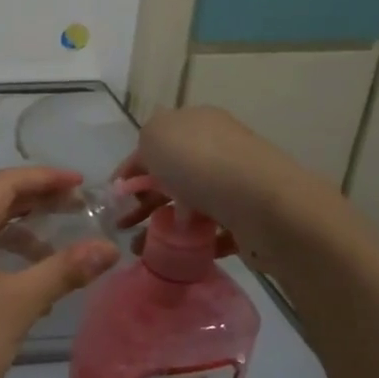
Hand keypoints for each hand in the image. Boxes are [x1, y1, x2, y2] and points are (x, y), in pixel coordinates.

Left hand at [0, 167, 119, 377]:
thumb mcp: (19, 304)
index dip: (47, 178)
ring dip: (18, 232)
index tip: (83, 185)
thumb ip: (64, 270)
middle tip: (77, 209)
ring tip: (56, 247)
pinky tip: (24, 282)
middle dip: (35, 202)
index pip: (6, 182)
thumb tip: (109, 248)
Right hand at [114, 107, 347, 259]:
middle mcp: (218, 149)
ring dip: (162, 224)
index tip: (114, 196)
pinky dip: (191, 242)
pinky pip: (211, 230)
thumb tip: (151, 160)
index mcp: (197, 123)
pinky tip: (174, 254)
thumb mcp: (156, 135)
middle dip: (144, 199)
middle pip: (171, 174)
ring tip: (141, 247)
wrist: (264, 206)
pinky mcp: (247, 219)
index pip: (155, 144)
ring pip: (189, 204)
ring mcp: (235, 184)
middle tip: (124, 224)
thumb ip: (145, 142)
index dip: (130, 168)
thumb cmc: (201, 163)